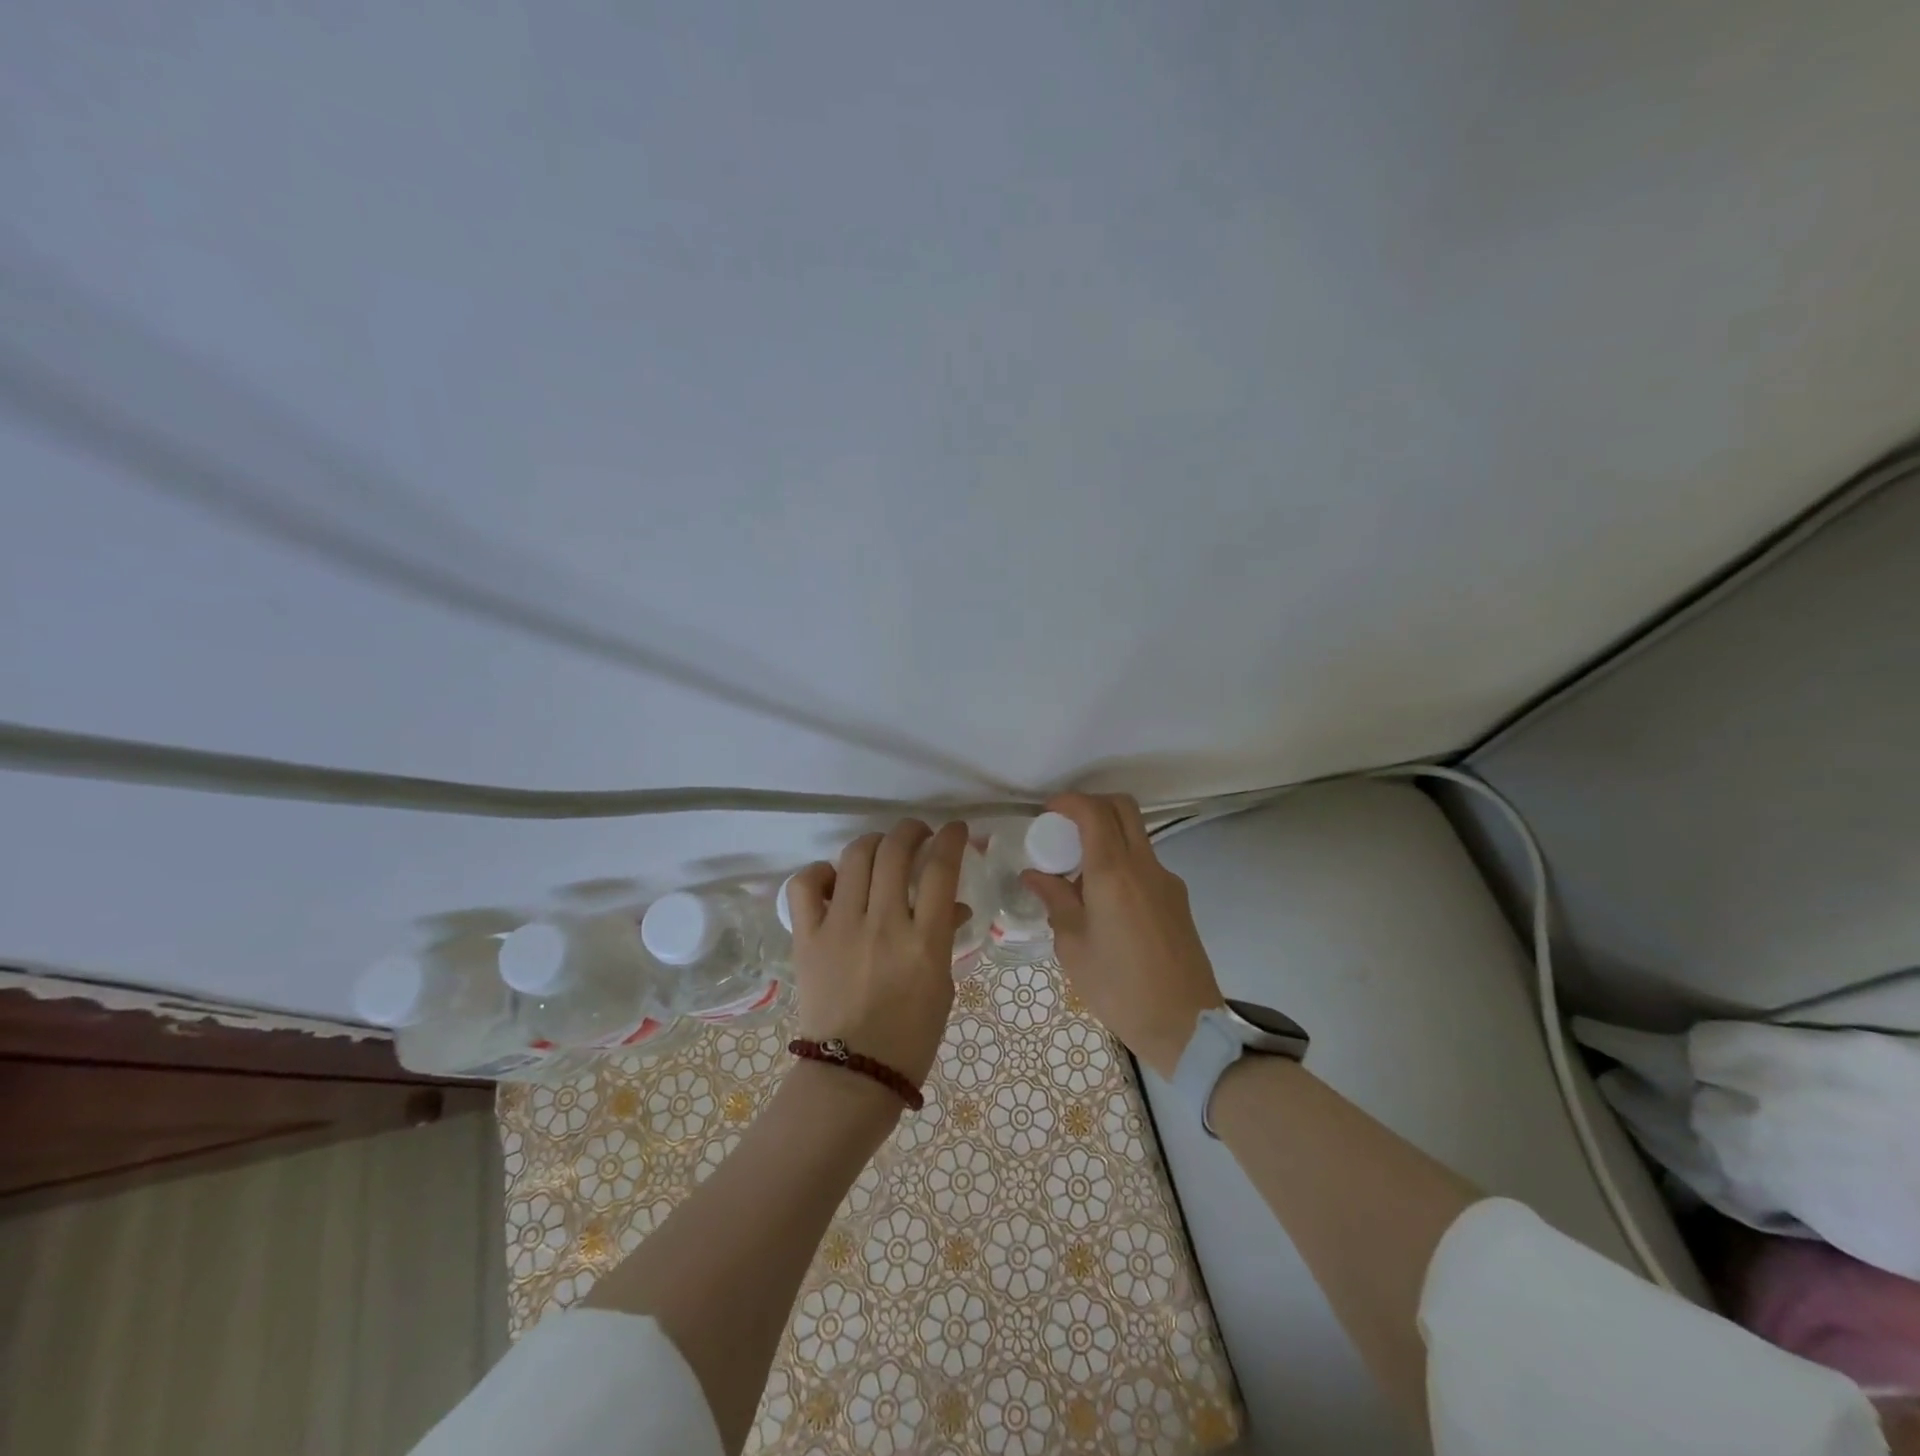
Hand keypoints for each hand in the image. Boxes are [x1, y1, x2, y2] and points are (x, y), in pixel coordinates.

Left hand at [784, 819, 968, 1087]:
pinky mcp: (808, 937)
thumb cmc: (911, 1037)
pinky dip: (820, 872)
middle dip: (912, 830)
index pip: (941, 868)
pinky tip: (834, 881)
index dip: (952, 838)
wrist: (853, 1075)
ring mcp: (841, 927)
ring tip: (880, 850)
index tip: (956, 830)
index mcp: (925, 941)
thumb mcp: (943, 986)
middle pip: (896, 850)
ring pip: (855, 856)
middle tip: (918, 834)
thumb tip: (954, 906)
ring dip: (874, 843)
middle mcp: (884, 924)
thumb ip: (946, 938)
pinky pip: (805, 885)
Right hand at [1021, 793, 1224, 1077]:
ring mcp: (1166, 880)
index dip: (1069, 802)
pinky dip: (1121, 864)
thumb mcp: (1073, 946)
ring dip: (1107, 837)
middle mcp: (1144, 866)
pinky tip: (1104, 903)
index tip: (1048, 812)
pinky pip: (1144, 864)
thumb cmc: (1118, 987)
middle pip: (1123, 808)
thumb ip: (1055, 901)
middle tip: (1065, 828)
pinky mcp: (1178, 899)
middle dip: (1091, 805)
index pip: (1093, 812)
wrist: (1185, 1024)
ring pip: (1136, 835)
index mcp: (1113, 873)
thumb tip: (1035, 875)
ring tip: (1079, 876)